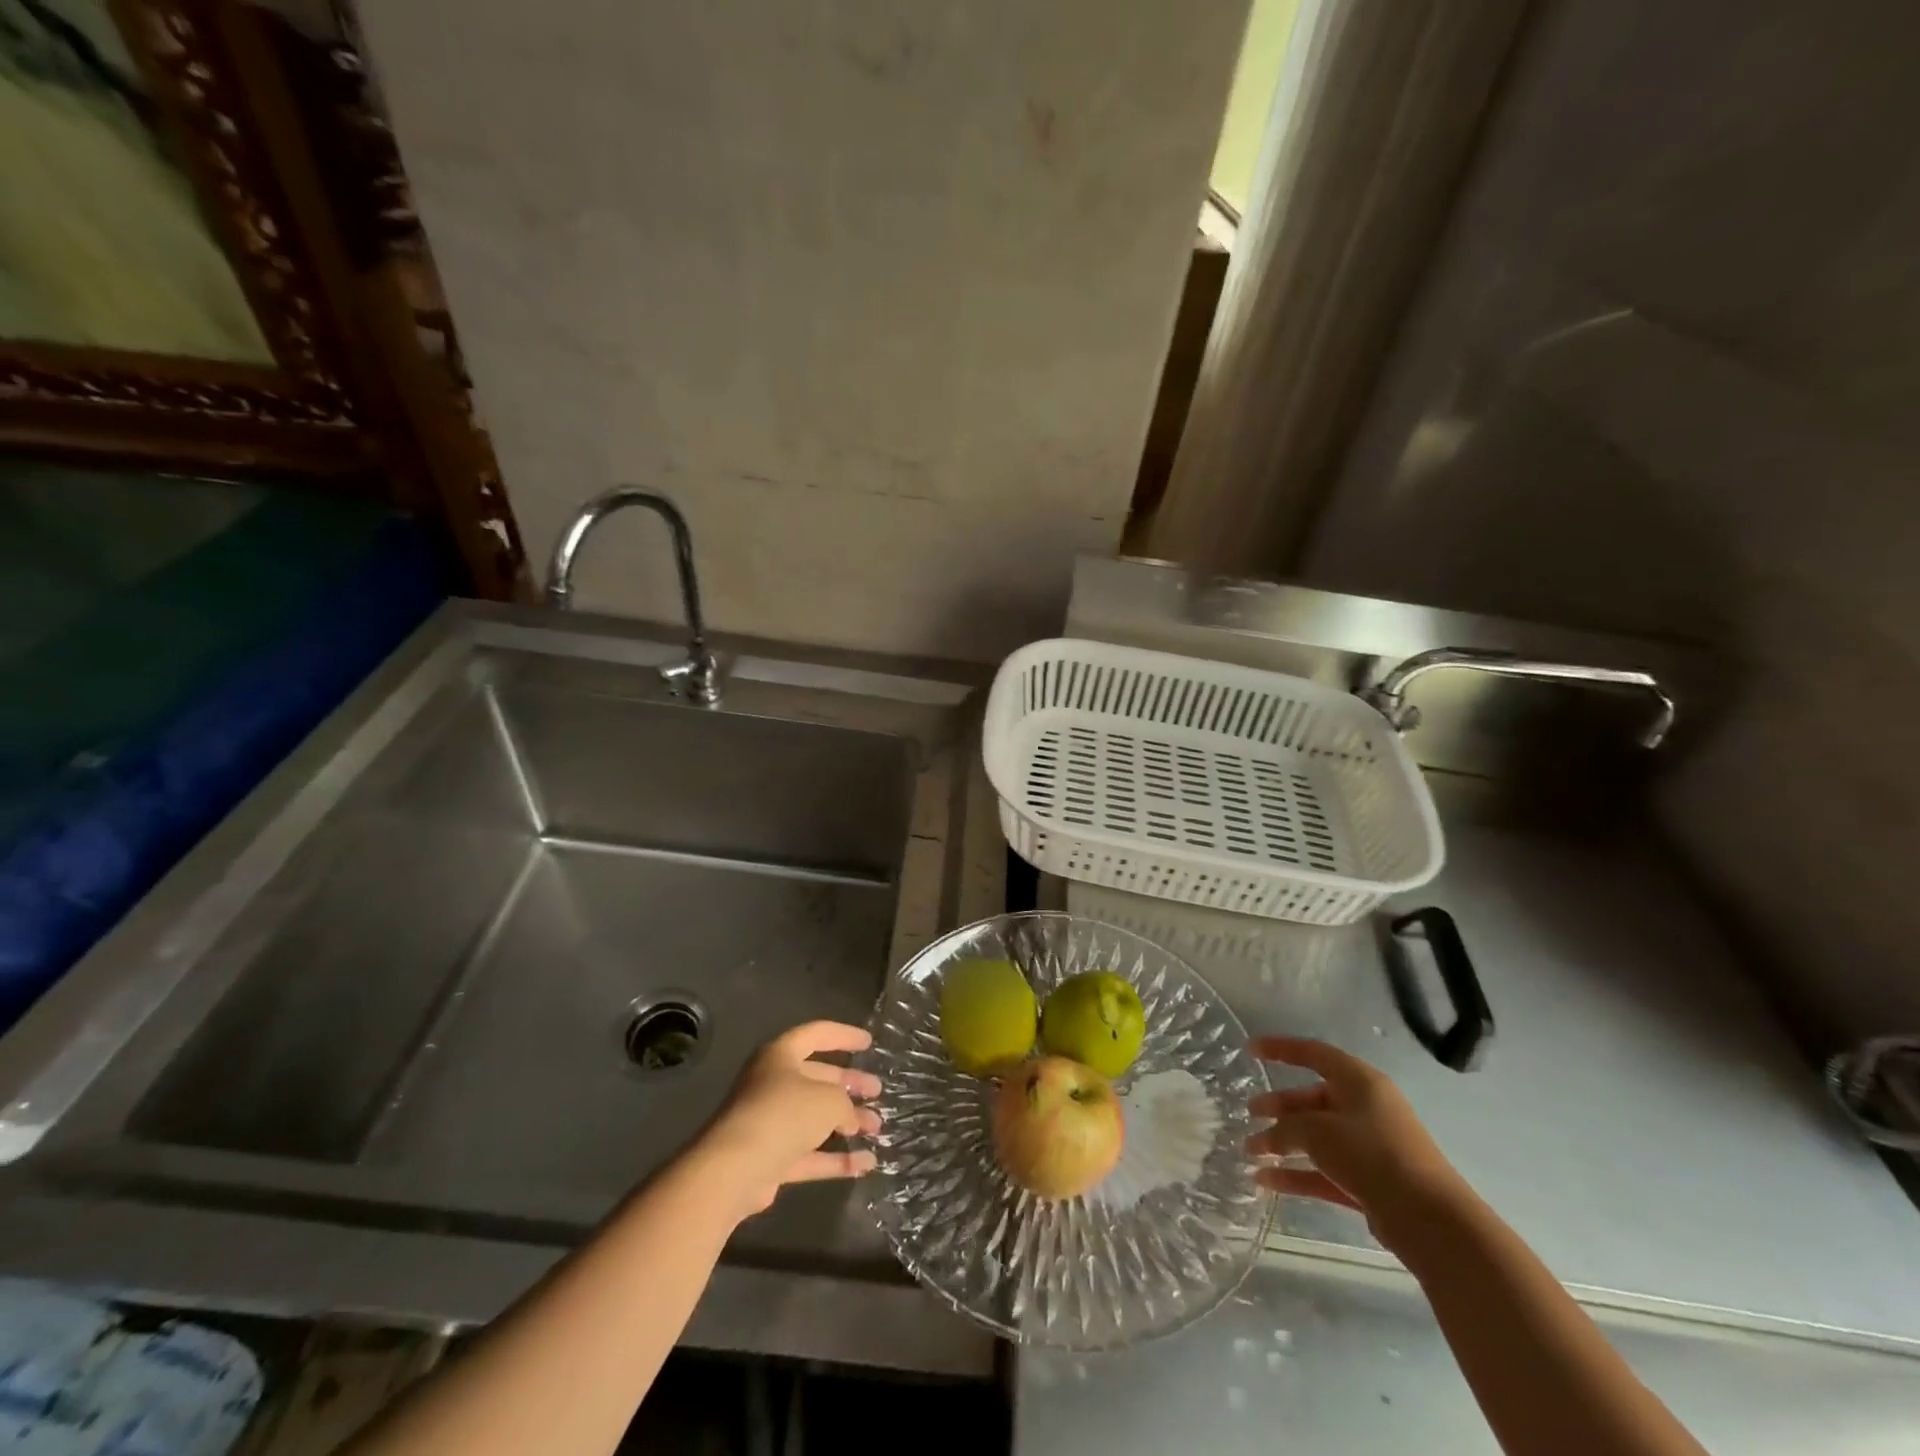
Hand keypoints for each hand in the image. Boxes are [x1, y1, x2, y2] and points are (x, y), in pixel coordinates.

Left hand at [696, 1021, 881, 1219]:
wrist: (734, 1169)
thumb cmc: (783, 1114)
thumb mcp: (828, 1099)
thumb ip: (845, 1102)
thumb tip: (849, 1116)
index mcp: (781, 1056)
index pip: (816, 1035)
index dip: (844, 1036)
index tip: (869, 1043)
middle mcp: (773, 1085)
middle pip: (817, 1078)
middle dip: (849, 1084)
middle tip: (877, 1090)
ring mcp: (770, 1123)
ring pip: (815, 1118)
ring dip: (847, 1122)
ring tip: (877, 1127)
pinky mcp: (770, 1159)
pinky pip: (809, 1154)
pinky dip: (835, 1159)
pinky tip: (866, 1163)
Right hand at [1245, 1036, 1466, 1248]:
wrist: (1431, 1222)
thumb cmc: (1372, 1154)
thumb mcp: (1317, 1131)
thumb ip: (1286, 1128)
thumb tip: (1268, 1137)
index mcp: (1359, 1082)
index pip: (1313, 1053)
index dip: (1280, 1049)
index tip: (1250, 1051)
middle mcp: (1366, 1108)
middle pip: (1313, 1099)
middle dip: (1279, 1106)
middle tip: (1250, 1113)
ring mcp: (1370, 1148)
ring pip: (1317, 1138)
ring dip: (1282, 1143)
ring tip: (1249, 1151)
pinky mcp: (1371, 1184)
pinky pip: (1325, 1171)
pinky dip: (1297, 1174)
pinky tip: (1265, 1182)